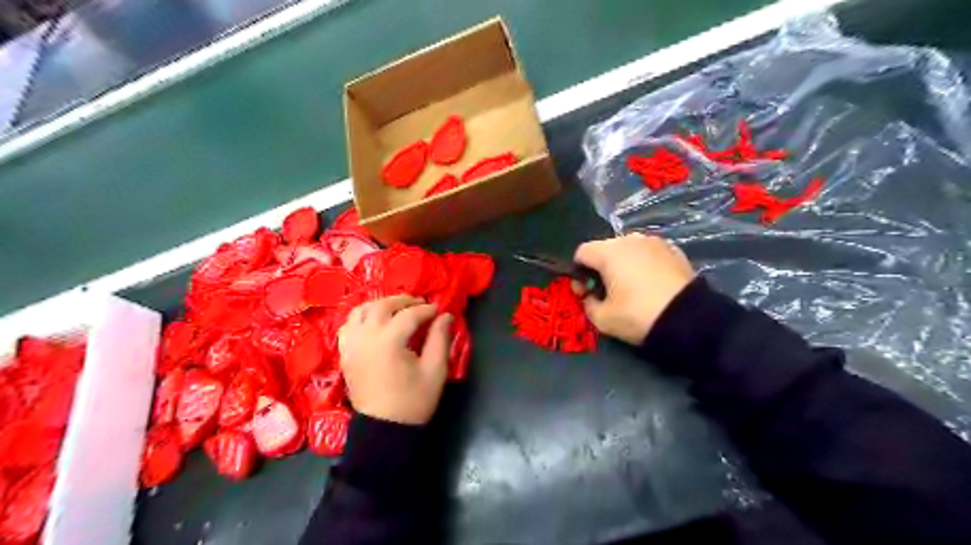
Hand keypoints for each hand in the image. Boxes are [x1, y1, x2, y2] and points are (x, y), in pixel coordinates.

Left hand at [338, 295, 452, 425]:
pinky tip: (376, 322)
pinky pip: (349, 325)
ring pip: (361, 310)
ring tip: (398, 309)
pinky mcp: (345, 353)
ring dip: (381, 304)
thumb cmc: (413, 401)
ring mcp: (351, 345)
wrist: (383, 429)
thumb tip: (446, 315)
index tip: (440, 312)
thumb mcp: (434, 371)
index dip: (427, 310)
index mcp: (388, 342)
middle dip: (403, 300)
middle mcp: (366, 337)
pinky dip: (363, 317)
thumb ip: (440, 339)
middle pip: (382, 305)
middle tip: (420, 304)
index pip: (409, 314)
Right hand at [571, 235, 693, 344]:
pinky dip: (644, 265)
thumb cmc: (638, 315)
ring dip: (623, 265)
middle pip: (604, 249)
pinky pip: (649, 255)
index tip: (584, 294)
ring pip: (628, 250)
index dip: (578, 273)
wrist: (689, 319)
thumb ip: (588, 304)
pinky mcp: (674, 250)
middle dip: (600, 268)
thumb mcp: (602, 319)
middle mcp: (630, 239)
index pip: (581, 253)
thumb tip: (590, 297)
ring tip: (630, 288)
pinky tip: (650, 285)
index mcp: (608, 251)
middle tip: (606, 293)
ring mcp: (655, 242)